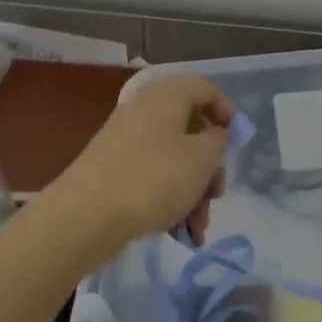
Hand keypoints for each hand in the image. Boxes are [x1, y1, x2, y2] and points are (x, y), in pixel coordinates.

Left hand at [48, 75, 234, 254]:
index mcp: (166, 97)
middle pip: (190, 130)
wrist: (84, 217)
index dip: (226, 112)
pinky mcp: (113, 171)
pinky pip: (152, 178)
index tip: (237, 142)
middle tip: (217, 194)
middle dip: (210, 166)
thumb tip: (216, 133)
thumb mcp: (202, 158)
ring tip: (197, 226)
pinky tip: (179, 232)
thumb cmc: (154, 178)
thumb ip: (219, 140)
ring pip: (173, 160)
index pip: (204, 89)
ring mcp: (126, 142)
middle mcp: (144, 112)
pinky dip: (169, 200)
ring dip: (193, 191)